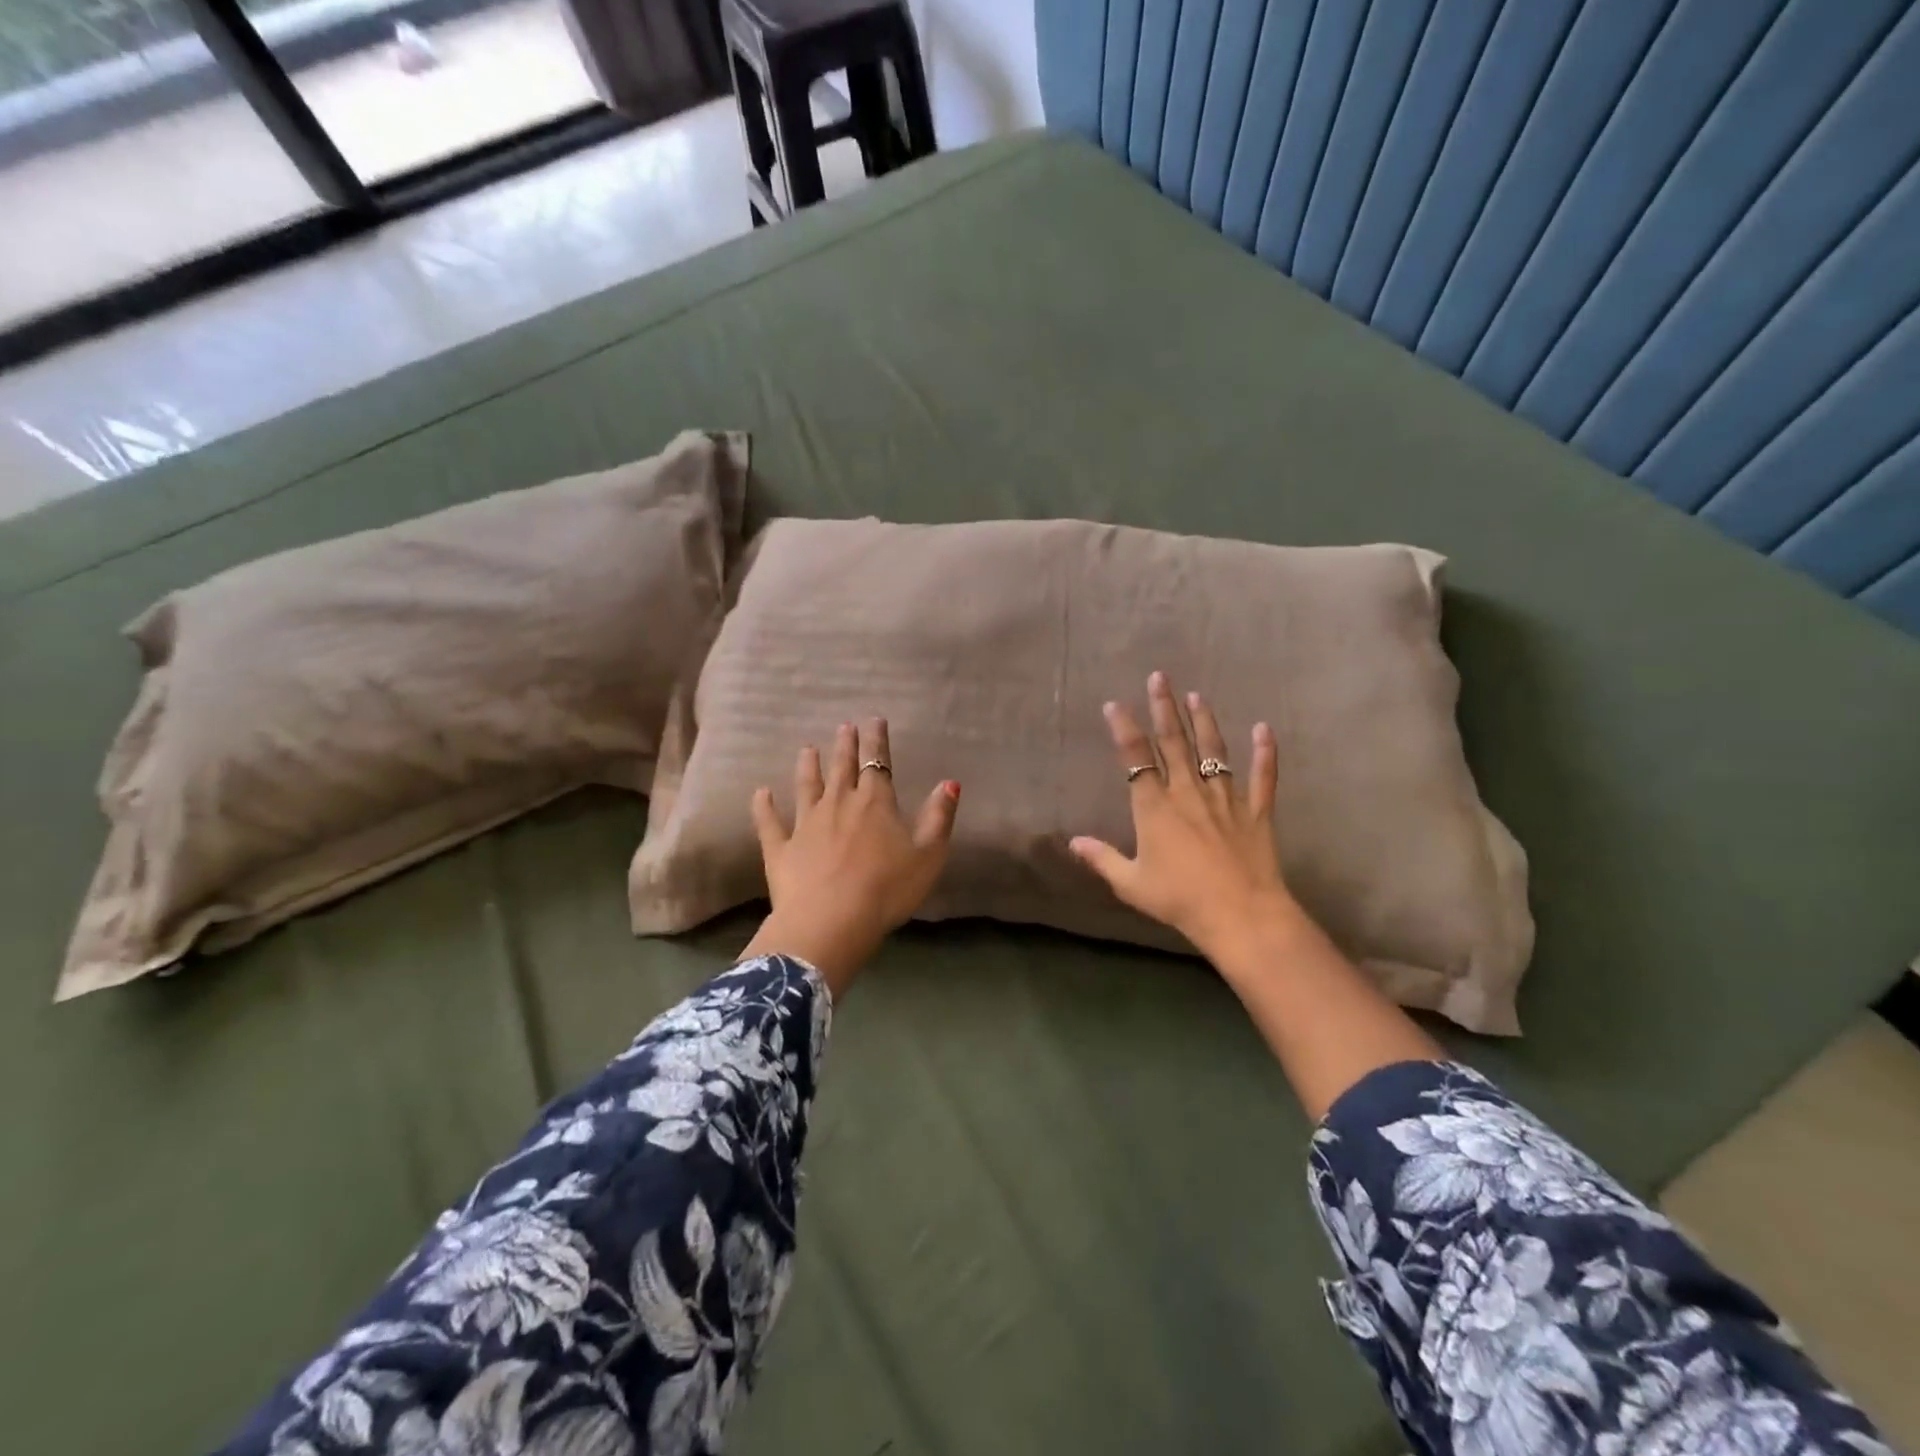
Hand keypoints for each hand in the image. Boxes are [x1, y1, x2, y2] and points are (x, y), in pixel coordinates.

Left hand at [741, 718, 960, 997]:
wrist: (831, 922)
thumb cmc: (887, 889)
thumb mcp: (928, 855)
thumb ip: (939, 817)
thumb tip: (949, 782)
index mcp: (875, 803)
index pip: (877, 763)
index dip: (877, 741)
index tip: (874, 721)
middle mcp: (838, 804)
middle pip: (841, 768)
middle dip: (845, 746)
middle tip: (844, 727)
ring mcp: (805, 825)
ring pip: (806, 787)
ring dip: (808, 767)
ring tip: (807, 749)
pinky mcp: (781, 849)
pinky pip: (770, 823)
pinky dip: (764, 807)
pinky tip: (760, 794)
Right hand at [1070, 672, 1303, 965]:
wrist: (1240, 916)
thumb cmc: (1180, 901)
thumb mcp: (1131, 884)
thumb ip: (1102, 859)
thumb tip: (1073, 842)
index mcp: (1155, 808)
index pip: (1136, 759)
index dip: (1124, 729)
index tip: (1115, 704)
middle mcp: (1189, 794)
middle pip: (1174, 743)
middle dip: (1164, 708)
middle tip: (1160, 677)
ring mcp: (1226, 800)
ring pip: (1214, 752)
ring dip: (1204, 721)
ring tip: (1197, 695)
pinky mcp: (1256, 813)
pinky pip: (1262, 778)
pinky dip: (1265, 754)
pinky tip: (1265, 728)